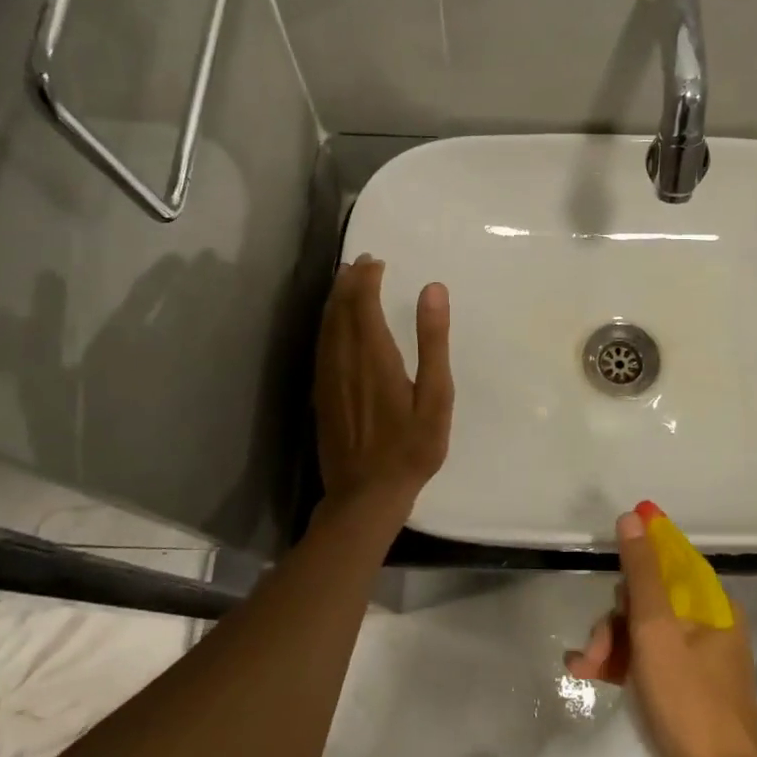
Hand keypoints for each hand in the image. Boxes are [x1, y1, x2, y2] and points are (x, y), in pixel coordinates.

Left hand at [313, 257, 452, 522]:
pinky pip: (321, 347)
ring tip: (344, 282)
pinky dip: (327, 325)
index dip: (367, 279)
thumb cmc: (411, 448)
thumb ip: (433, 341)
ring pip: (326, 327)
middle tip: (360, 262)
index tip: (376, 261)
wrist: (365, 495)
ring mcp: (328, 378)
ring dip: (335, 300)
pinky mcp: (321, 395)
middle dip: (349, 283)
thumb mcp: (436, 396)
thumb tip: (433, 289)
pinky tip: (333, 325)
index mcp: (374, 356)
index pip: (362, 304)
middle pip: (340, 310)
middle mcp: (344, 360)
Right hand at [567, 510, 756, 756]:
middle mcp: (710, 627)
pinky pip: (649, 663)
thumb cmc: (690, 706)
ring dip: (611, 645)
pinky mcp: (687, 692)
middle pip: (651, 600)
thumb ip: (642, 573)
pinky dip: (621, 666)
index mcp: (713, 606)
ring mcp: (700, 662)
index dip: (638, 556)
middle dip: (615, 619)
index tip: (608, 562)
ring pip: (645, 633)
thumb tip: (633, 516)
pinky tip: (590, 674)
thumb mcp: (657, 632)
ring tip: (584, 668)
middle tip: (593, 647)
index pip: (671, 562)